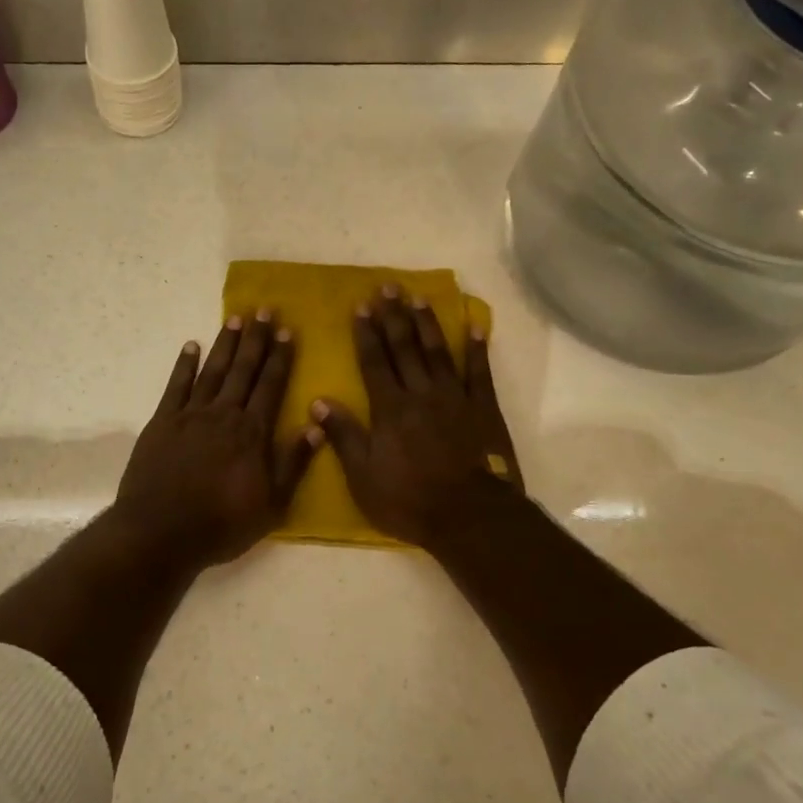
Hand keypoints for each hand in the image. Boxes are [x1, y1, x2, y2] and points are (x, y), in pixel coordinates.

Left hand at [111, 311, 322, 568]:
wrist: (160, 532)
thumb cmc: (222, 524)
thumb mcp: (272, 504)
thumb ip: (294, 463)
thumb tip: (316, 425)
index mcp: (252, 432)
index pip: (271, 385)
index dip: (280, 357)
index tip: (287, 331)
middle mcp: (224, 414)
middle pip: (244, 370)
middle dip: (256, 339)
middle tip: (264, 309)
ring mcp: (191, 415)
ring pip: (213, 371)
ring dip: (225, 344)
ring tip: (235, 318)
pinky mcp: (162, 422)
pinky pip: (176, 386)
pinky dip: (184, 364)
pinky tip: (191, 346)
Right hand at [312, 285, 522, 549]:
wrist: (469, 516)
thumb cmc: (410, 500)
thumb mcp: (363, 477)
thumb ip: (344, 436)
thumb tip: (319, 401)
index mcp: (390, 409)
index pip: (374, 362)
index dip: (366, 333)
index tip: (361, 306)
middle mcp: (421, 393)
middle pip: (405, 348)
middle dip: (394, 316)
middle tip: (388, 287)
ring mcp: (455, 398)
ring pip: (437, 352)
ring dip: (427, 323)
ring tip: (418, 297)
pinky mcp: (483, 408)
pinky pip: (479, 371)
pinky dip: (476, 347)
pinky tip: (473, 325)